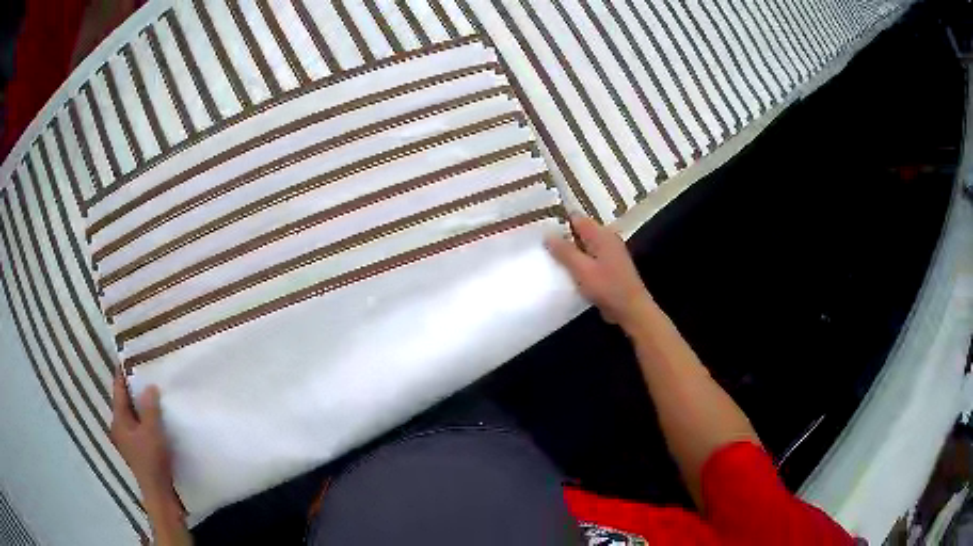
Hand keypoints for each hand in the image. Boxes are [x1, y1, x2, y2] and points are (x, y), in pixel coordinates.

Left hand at [110, 374, 176, 503]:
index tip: (128, 357)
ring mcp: (129, 440)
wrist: (159, 494)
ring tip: (153, 391)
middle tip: (145, 372)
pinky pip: (140, 425)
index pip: (119, 390)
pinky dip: (146, 417)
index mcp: (118, 421)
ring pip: (133, 414)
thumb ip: (150, 408)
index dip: (123, 374)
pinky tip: (157, 416)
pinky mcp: (139, 449)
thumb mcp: (152, 432)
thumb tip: (149, 386)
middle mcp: (120, 427)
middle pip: (125, 402)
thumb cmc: (152, 461)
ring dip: (141, 404)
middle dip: (133, 388)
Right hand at [545, 214, 654, 331]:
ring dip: (570, 252)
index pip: (576, 219)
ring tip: (549, 258)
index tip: (540, 230)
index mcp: (601, 235)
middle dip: (562, 238)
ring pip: (584, 247)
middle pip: (580, 232)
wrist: (631, 310)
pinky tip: (566, 272)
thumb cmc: (607, 287)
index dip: (559, 222)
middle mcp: (607, 239)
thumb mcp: (582, 269)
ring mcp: (610, 254)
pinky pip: (590, 259)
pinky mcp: (609, 267)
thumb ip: (564, 251)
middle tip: (541, 246)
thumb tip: (547, 235)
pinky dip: (579, 263)